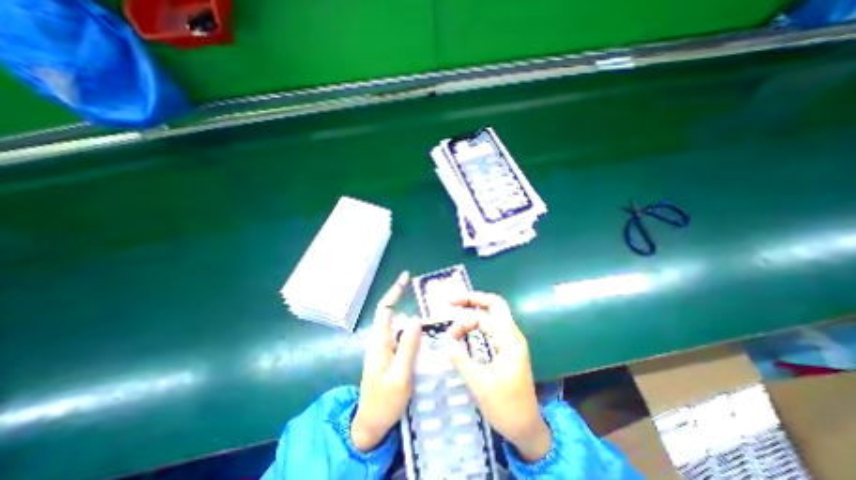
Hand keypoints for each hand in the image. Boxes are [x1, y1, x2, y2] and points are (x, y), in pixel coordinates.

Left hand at [351, 271, 419, 451]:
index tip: (405, 276)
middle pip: (393, 314)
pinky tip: (425, 334)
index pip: (385, 309)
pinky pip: (403, 338)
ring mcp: (386, 349)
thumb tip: (416, 319)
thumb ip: (407, 347)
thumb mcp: (399, 376)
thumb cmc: (383, 402)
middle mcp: (381, 341)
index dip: (394, 291)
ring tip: (431, 315)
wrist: (371, 425)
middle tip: (426, 296)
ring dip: (412, 317)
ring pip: (400, 326)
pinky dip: (414, 331)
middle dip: (405, 300)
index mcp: (380, 342)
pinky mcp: (391, 356)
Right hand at [445, 290, 551, 463]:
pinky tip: (466, 327)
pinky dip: (477, 322)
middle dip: (472, 299)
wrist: (527, 428)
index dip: (464, 321)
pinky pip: (491, 326)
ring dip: (474, 310)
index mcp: (509, 340)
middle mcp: (511, 334)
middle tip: (452, 301)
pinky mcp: (506, 347)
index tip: (449, 334)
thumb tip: (446, 342)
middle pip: (494, 304)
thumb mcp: (480, 384)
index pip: (484, 317)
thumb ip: (461, 360)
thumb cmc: (506, 407)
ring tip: (455, 311)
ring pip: (493, 314)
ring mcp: (510, 340)